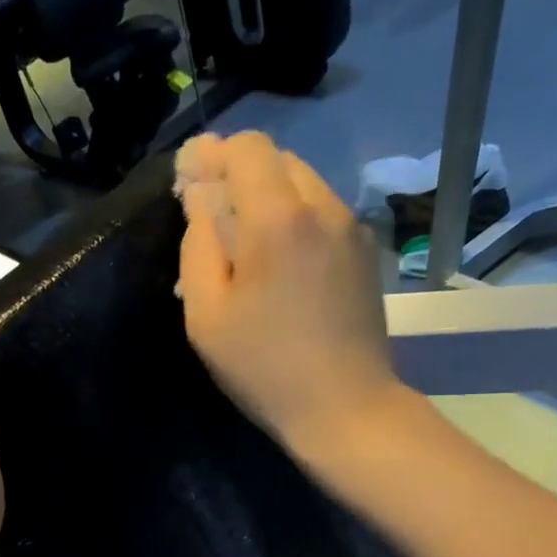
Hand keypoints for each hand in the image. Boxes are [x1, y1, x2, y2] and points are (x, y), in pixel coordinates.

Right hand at [175, 131, 406, 451]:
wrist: (346, 408)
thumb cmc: (265, 368)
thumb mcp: (207, 315)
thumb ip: (198, 246)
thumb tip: (202, 203)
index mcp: (280, 219)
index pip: (247, 148)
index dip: (212, 156)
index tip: (191, 184)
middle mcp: (324, 208)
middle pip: (278, 160)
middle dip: (239, 176)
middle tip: (212, 218)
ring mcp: (352, 230)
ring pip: (304, 186)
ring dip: (268, 199)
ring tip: (245, 247)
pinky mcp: (365, 254)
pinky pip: (323, 215)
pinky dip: (295, 221)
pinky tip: (280, 266)